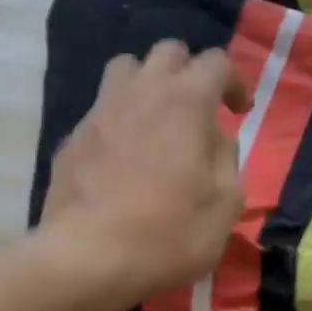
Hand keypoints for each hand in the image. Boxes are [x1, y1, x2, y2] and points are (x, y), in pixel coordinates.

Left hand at [38, 40, 248, 306]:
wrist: (88, 258)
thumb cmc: (169, 232)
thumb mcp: (226, 204)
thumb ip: (227, 159)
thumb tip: (215, 139)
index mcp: (185, 101)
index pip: (216, 62)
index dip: (234, 82)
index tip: (239, 112)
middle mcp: (141, 92)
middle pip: (168, 52)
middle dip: (189, 71)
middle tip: (198, 109)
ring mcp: (100, 111)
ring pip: (126, 69)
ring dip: (147, 83)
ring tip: (156, 119)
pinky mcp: (72, 138)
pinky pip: (100, 110)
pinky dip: (118, 120)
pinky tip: (121, 158)